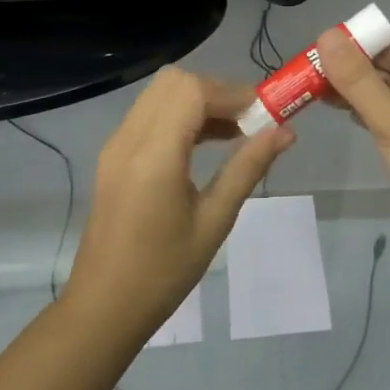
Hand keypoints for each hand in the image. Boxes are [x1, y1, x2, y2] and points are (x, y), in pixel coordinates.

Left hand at [63, 67, 293, 333]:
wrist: (104, 307)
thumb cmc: (164, 271)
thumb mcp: (215, 220)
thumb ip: (248, 168)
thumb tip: (286, 132)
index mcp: (154, 156)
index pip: (193, 91)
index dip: (232, 94)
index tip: (264, 114)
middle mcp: (129, 138)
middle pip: (175, 82)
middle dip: (216, 92)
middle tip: (248, 122)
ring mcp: (116, 144)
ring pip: (160, 93)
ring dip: (198, 101)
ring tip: (233, 133)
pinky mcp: (113, 155)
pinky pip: (149, 113)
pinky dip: (179, 114)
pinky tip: (204, 144)